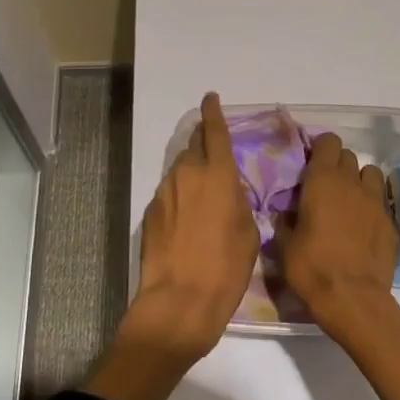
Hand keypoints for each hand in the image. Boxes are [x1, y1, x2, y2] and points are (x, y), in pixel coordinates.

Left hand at [123, 93, 259, 365]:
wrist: (179, 302)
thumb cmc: (225, 269)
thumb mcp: (248, 233)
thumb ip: (238, 200)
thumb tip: (228, 191)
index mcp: (218, 174)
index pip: (215, 131)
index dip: (213, 112)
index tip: (211, 98)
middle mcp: (189, 174)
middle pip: (195, 145)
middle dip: (204, 142)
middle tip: (214, 152)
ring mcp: (166, 191)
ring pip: (181, 169)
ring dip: (193, 172)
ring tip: (204, 194)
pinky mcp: (151, 210)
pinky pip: (170, 192)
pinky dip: (180, 196)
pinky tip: (187, 220)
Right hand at [275, 130, 399, 343]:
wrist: (354, 300)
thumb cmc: (312, 267)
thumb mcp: (284, 245)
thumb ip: (285, 221)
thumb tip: (285, 214)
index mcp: (322, 179)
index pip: (328, 141)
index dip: (320, 149)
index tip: (311, 165)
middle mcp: (351, 182)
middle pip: (348, 156)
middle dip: (338, 165)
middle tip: (326, 187)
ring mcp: (375, 201)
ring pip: (370, 173)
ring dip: (360, 181)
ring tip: (349, 202)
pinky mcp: (390, 223)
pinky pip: (381, 202)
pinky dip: (372, 207)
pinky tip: (363, 228)